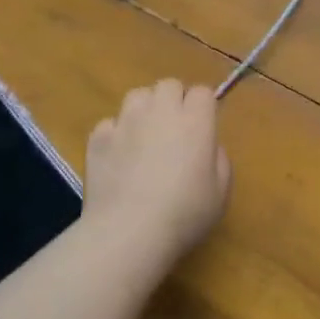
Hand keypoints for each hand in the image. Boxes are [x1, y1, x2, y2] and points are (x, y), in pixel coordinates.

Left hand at [85, 79, 231, 271]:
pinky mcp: (98, 137)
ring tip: (144, 136)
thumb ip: (219, 160)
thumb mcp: (220, 193)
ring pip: (137, 95)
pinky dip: (115, 134)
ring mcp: (126, 121)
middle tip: (175, 130)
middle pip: (169, 85)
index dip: (204, 107)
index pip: (203, 92)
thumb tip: (208, 146)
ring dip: (144, 109)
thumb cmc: (183, 215)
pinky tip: (118, 157)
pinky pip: (110, 123)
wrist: (128, 233)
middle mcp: (161, 111)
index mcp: (196, 121)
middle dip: (174, 100)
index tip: (203, 128)